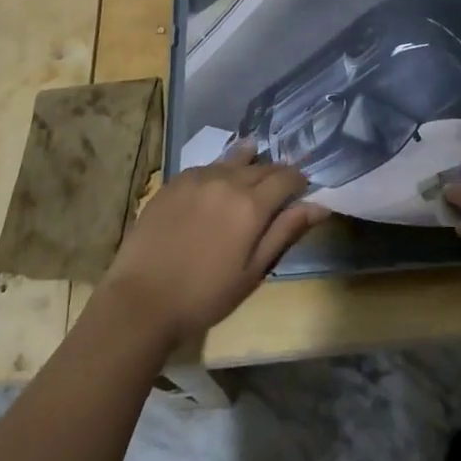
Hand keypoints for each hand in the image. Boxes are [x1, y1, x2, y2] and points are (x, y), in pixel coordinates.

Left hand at [98, 144, 328, 349]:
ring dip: (248, 164)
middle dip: (275, 174)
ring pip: (233, 160)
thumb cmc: (204, 295)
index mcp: (251, 205)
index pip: (286, 178)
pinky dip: (220, 170)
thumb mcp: (252, 272)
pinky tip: (218, 180)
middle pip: (261, 166)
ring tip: (252, 167)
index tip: (302, 189)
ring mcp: (198, 177)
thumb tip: (319, 206)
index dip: (299, 181)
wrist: (141, 299)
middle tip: (279, 187)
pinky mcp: (174, 180)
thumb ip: (284, 232)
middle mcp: (227, 180)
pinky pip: (206, 166)